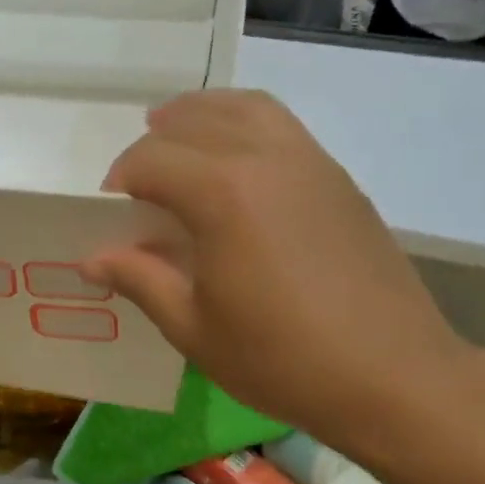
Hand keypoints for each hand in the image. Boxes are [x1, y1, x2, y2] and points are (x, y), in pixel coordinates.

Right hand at [83, 91, 473, 452]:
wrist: (393, 376)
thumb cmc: (280, 358)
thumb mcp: (192, 328)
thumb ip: (139, 280)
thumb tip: (91, 258)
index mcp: (223, 195)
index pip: (150, 160)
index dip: (119, 181)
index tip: (109, 215)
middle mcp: (265, 159)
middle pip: (192, 122)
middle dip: (152, 144)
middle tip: (136, 185)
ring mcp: (309, 162)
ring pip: (243, 107)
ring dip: (199, 114)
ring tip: (174, 133)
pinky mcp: (337, 177)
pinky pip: (279, 124)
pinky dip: (242, 122)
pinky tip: (231, 159)